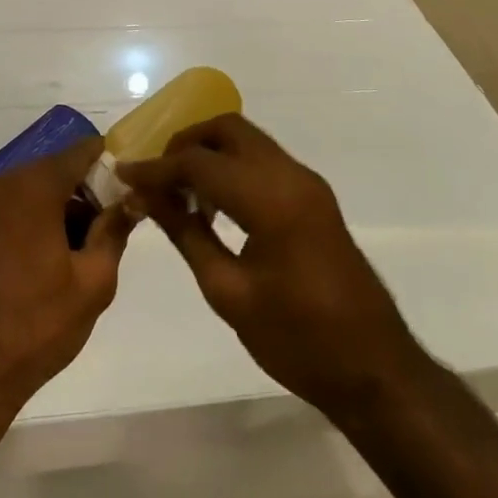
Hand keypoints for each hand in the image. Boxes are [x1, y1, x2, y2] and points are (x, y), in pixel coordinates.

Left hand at [0, 137, 135, 415]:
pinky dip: (36, 221)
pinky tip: (54, 261)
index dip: (111, 163)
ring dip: (61, 210)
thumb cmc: (34, 326)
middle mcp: (1, 183)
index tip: (132, 185)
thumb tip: (130, 201)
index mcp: (32, 186)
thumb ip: (114, 232)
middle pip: (56, 171)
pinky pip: (13, 209)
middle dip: (87, 193)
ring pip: (34, 191)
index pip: (82, 152)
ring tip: (86, 252)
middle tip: (113, 227)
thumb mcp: (92, 283)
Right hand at [118, 115, 420, 415]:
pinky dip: (232, 167)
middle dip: (186, 144)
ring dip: (210, 154)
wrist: (374, 368)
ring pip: (247, 140)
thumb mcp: (228, 292)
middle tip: (157, 178)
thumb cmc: (297, 340)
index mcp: (270, 198)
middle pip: (228, 129)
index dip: (156, 168)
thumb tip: (147, 198)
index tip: (123, 175)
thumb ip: (186, 235)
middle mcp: (291, 175)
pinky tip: (214, 205)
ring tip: (180, 194)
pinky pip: (263, 160)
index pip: (200, 163)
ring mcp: (307, 182)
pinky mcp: (313, 196)